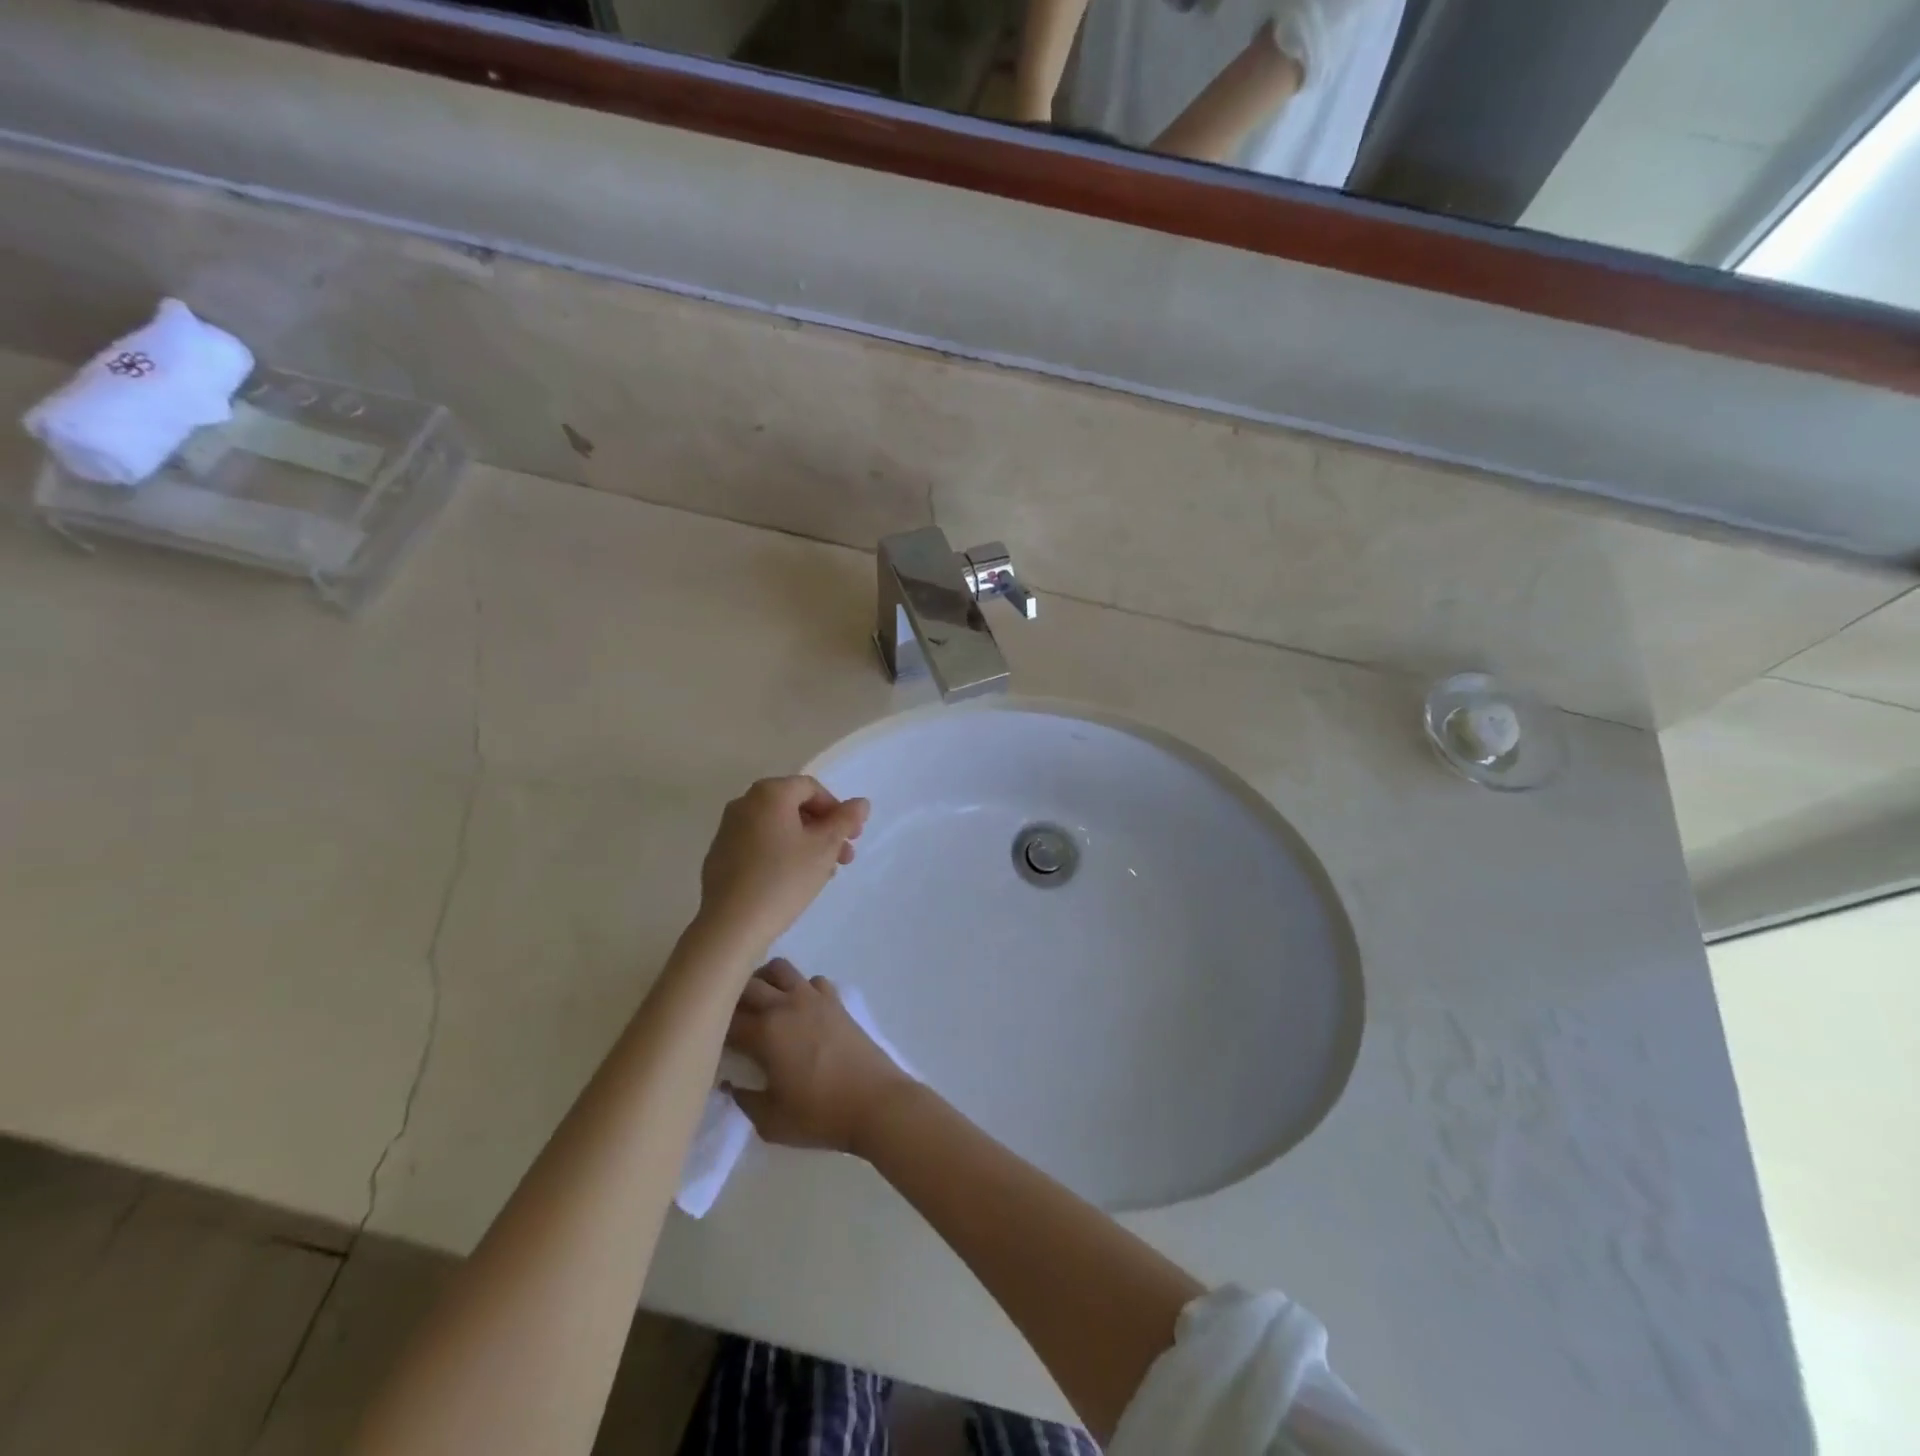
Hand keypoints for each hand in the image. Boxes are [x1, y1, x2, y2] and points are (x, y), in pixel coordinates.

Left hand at [696, 777, 868, 959]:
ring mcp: (728, 830)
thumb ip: (845, 820)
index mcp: (769, 793)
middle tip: (843, 858)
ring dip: (806, 844)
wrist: (730, 925)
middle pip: (794, 807)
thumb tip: (860, 803)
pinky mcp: (720, 856)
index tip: (852, 837)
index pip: (812, 788)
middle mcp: (744, 803)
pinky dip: (781, 854)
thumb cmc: (783, 879)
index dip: (837, 809)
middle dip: (824, 830)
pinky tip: (793, 882)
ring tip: (823, 874)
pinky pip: (759, 845)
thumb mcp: (824, 848)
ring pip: (778, 828)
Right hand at [724, 960, 913, 1154]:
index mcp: (765, 1032)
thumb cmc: (820, 1115)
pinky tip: (799, 1009)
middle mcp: (786, 1004)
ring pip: (779, 969)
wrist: (876, 1103)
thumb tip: (730, 1084)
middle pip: (748, 984)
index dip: (711, 1029)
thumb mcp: (771, 1122)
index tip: (706, 1041)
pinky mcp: (836, 1001)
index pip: (726, 1020)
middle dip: (730, 997)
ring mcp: (814, 998)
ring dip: (763, 980)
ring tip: (759, 1004)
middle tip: (726, 1020)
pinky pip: (811, 980)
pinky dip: (799, 987)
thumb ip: (744, 1100)